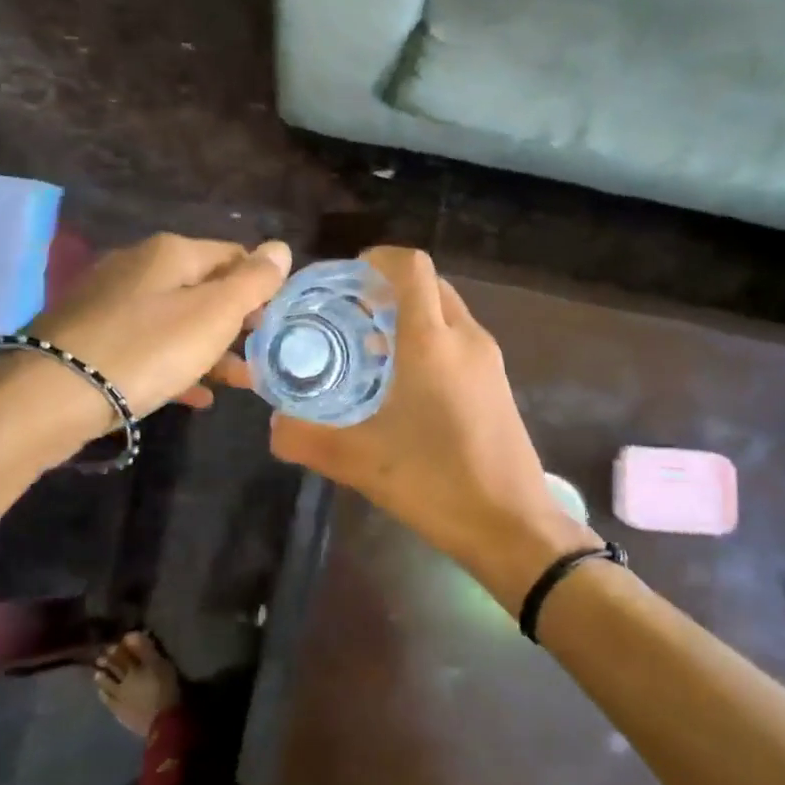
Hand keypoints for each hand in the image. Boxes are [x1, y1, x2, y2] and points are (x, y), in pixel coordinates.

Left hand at [25, 233, 289, 425]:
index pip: (234, 255)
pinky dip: (176, 365)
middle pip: (204, 289)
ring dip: (211, 349)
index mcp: (171, 252)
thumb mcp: (212, 314)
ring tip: (239, 382)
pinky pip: (148, 347)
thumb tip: (280, 248)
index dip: (262, 286)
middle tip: (262, 356)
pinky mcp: (92, 338)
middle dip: (237, 322)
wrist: (53, 394)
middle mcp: (138, 266)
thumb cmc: (147, 349)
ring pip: (176, 321)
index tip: (279, 322)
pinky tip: (195, 395)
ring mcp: (110, 302)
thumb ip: (252, 282)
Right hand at [216, 247, 598, 611]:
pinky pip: (459, 342)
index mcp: (432, 341)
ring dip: (410, 319)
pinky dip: (430, 343)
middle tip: (349, 318)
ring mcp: (488, 361)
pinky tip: (405, 387)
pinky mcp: (498, 384)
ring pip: (446, 314)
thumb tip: (273, 426)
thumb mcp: (359, 462)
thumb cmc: (436, 482)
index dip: (377, 260)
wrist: (511, 524)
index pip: (411, 267)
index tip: (345, 281)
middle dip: (388, 291)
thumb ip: (307, 439)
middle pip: (429, 286)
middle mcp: (466, 338)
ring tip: (369, 353)